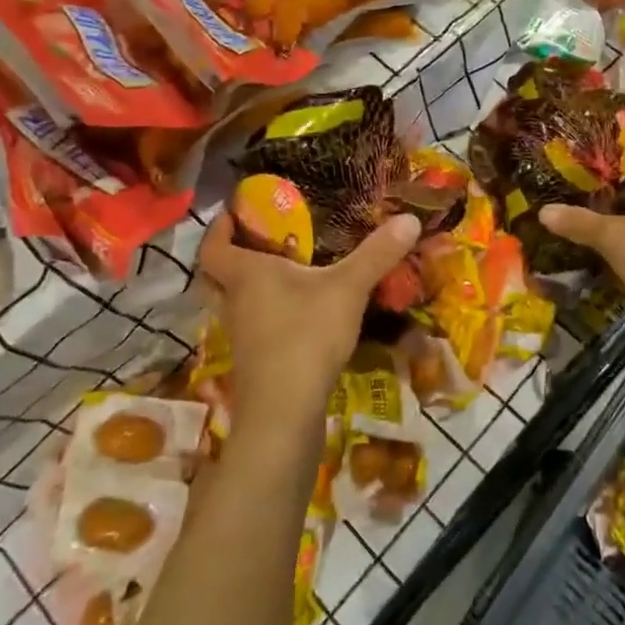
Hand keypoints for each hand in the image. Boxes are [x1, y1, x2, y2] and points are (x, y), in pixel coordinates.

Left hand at [197, 213, 421, 436]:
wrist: (285, 411)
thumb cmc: (306, 335)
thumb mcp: (348, 288)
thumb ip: (376, 254)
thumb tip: (410, 218)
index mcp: (246, 274)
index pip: (213, 245)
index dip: (219, 227)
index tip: (234, 213)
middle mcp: (234, 302)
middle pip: (216, 275)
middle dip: (231, 257)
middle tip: (259, 243)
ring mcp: (240, 335)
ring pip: (233, 303)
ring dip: (249, 288)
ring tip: (283, 274)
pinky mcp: (253, 361)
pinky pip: (251, 327)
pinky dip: (265, 315)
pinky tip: (295, 315)